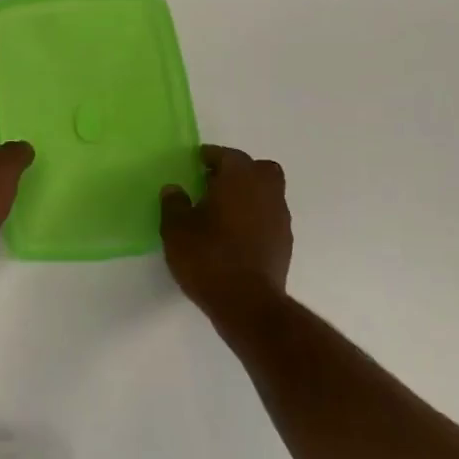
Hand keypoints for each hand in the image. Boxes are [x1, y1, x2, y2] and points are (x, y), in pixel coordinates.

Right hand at [160, 145, 292, 310]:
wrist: (247, 303)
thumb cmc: (207, 257)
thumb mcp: (176, 229)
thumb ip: (174, 204)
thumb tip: (174, 189)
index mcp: (239, 179)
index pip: (228, 155)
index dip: (210, 156)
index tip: (196, 162)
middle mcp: (265, 192)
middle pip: (258, 168)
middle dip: (239, 171)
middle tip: (214, 183)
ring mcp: (280, 218)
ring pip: (268, 192)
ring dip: (249, 195)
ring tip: (222, 211)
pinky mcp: (284, 243)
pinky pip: (270, 217)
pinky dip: (255, 217)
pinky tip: (235, 235)